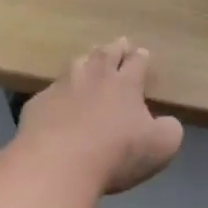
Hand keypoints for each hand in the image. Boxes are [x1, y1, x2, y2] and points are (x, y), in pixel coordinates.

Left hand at [17, 38, 183, 193]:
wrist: (58, 164)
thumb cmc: (116, 154)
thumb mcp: (161, 147)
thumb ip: (169, 130)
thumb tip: (167, 123)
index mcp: (126, 84)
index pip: (137, 62)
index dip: (141, 57)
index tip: (143, 53)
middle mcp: (94, 77)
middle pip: (106, 54)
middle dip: (116, 48)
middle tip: (120, 43)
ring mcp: (63, 88)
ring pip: (77, 64)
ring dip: (86, 60)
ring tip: (89, 60)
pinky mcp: (38, 104)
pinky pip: (51, 91)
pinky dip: (59, 92)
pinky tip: (57, 99)